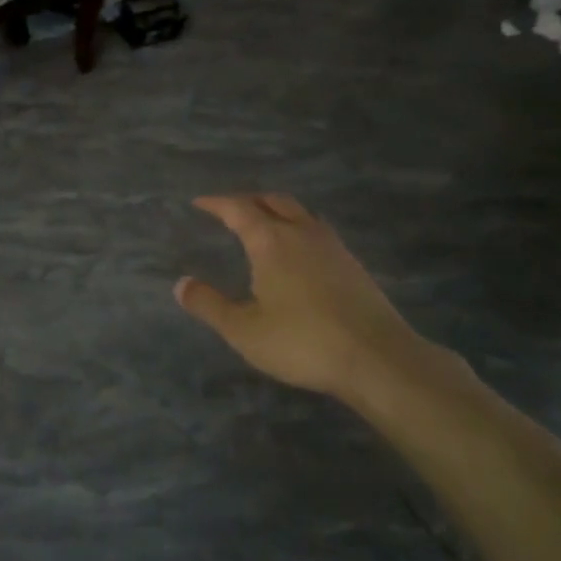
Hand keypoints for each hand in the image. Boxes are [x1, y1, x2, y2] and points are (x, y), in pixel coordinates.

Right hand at [175, 194, 470, 412]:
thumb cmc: (303, 342)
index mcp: (271, 242)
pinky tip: (299, 253)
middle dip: (248, 201)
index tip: (200, 202)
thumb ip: (210, 305)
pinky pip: (318, 231)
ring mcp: (332, 247)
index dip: (217, 203)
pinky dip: (299, 228)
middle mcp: (302, 234)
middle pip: (273, 201)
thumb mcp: (244, 330)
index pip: (238, 209)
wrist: (378, 359)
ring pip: (300, 213)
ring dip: (277, 211)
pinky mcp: (353, 265)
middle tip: (230, 209)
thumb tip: (181, 284)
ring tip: (264, 224)